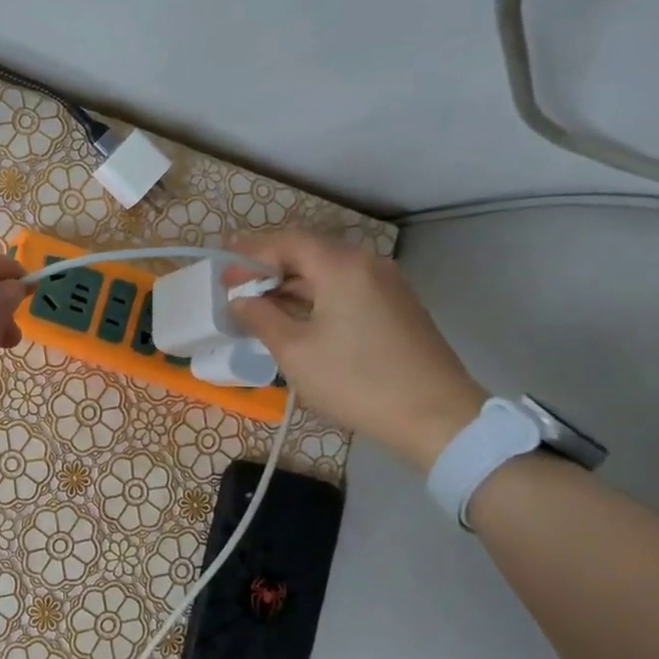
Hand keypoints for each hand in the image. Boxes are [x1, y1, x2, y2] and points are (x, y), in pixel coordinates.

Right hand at [224, 230, 486, 472]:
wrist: (435, 416)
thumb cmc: (355, 380)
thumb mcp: (294, 351)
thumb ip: (260, 317)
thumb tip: (241, 300)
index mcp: (342, 267)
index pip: (286, 242)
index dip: (249, 255)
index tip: (223, 276)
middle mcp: (367, 264)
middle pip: (308, 251)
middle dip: (268, 266)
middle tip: (236, 286)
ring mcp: (386, 285)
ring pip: (327, 270)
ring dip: (290, 282)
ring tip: (259, 305)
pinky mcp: (395, 307)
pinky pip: (345, 287)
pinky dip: (314, 295)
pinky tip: (295, 318)